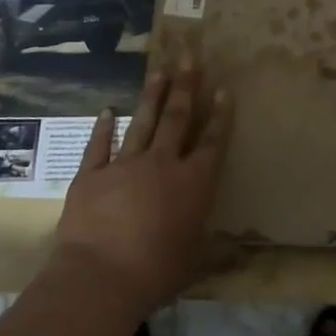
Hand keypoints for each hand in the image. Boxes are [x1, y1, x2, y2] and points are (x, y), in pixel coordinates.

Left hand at [53, 65, 233, 318]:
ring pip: (143, 123)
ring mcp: (124, 166)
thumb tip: (245, 253)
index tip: (223, 89)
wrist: (99, 278)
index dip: (219, 115)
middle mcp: (162, 164)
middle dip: (186, 87)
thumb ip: (220, 254)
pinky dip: (102, 128)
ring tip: (159, 70)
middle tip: (190, 58)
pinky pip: (98, 146)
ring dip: (152, 96)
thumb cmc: (157, 272)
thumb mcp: (196, 265)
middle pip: (177, 119)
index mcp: (193, 183)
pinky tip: (107, 110)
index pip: (212, 142)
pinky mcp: (91, 175)